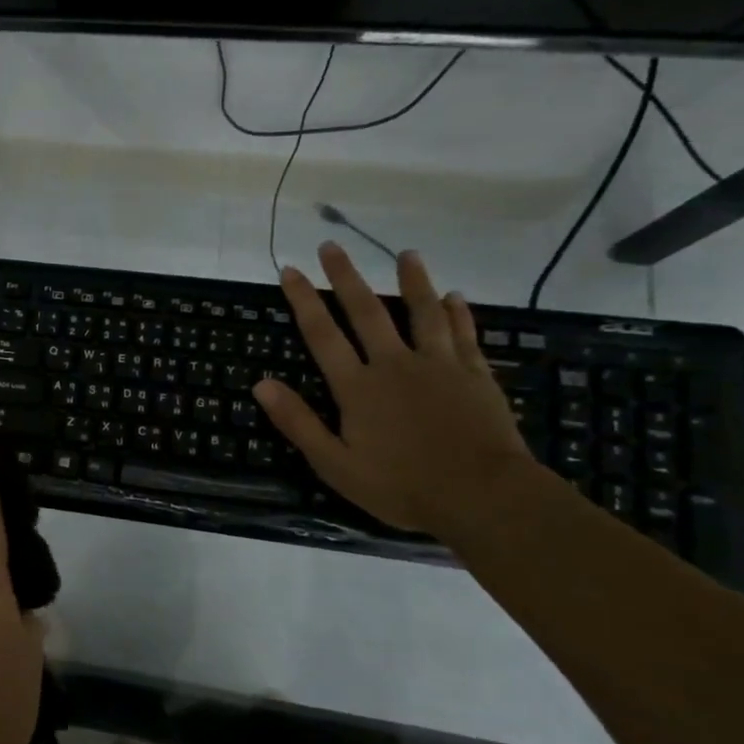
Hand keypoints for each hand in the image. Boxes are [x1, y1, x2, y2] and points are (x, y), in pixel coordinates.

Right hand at [253, 243, 538, 534]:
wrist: (484, 497)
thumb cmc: (402, 486)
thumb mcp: (335, 464)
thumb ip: (298, 422)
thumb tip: (260, 383)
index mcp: (357, 387)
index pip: (322, 335)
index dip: (304, 301)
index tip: (290, 270)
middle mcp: (394, 365)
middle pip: (367, 312)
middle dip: (346, 277)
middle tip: (331, 246)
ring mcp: (439, 366)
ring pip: (422, 313)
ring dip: (412, 281)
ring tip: (406, 254)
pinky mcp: (475, 376)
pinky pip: (464, 335)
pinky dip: (458, 314)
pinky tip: (456, 296)